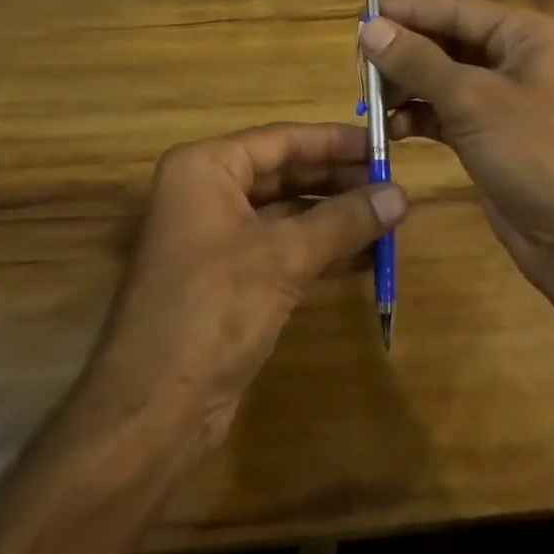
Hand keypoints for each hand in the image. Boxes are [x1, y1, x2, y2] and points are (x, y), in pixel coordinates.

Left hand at [77, 122, 407, 455]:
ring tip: (388, 217)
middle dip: (338, 181)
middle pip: (284, 173)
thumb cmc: (213, 310)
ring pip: (286, 213)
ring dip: (334, 217)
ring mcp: (214, 238)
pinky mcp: (226, 279)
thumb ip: (344, 221)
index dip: (335, 142)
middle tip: (392, 184)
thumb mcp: (284, 257)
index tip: (383, 144)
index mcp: (206, 168)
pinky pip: (281, 248)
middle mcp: (206, 192)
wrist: (152, 414)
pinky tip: (365, 257)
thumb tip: (402, 194)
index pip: (282, 140)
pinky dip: (319, 249)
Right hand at [359, 0, 553, 305]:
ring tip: (370, 100)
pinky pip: (447, 114)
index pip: (457, 10)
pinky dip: (420, 117)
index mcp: (526, 35)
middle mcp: (517, 59)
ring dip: (408, 88)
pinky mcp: (492, 137)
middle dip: (405, 54)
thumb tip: (369, 28)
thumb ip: (419, 62)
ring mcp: (505, 101)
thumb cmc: (536, 152)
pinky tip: (393, 130)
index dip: (409, 13)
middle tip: (359, 65)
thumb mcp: (473, 100)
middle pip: (449, 43)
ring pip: (444, 80)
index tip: (362, 17)